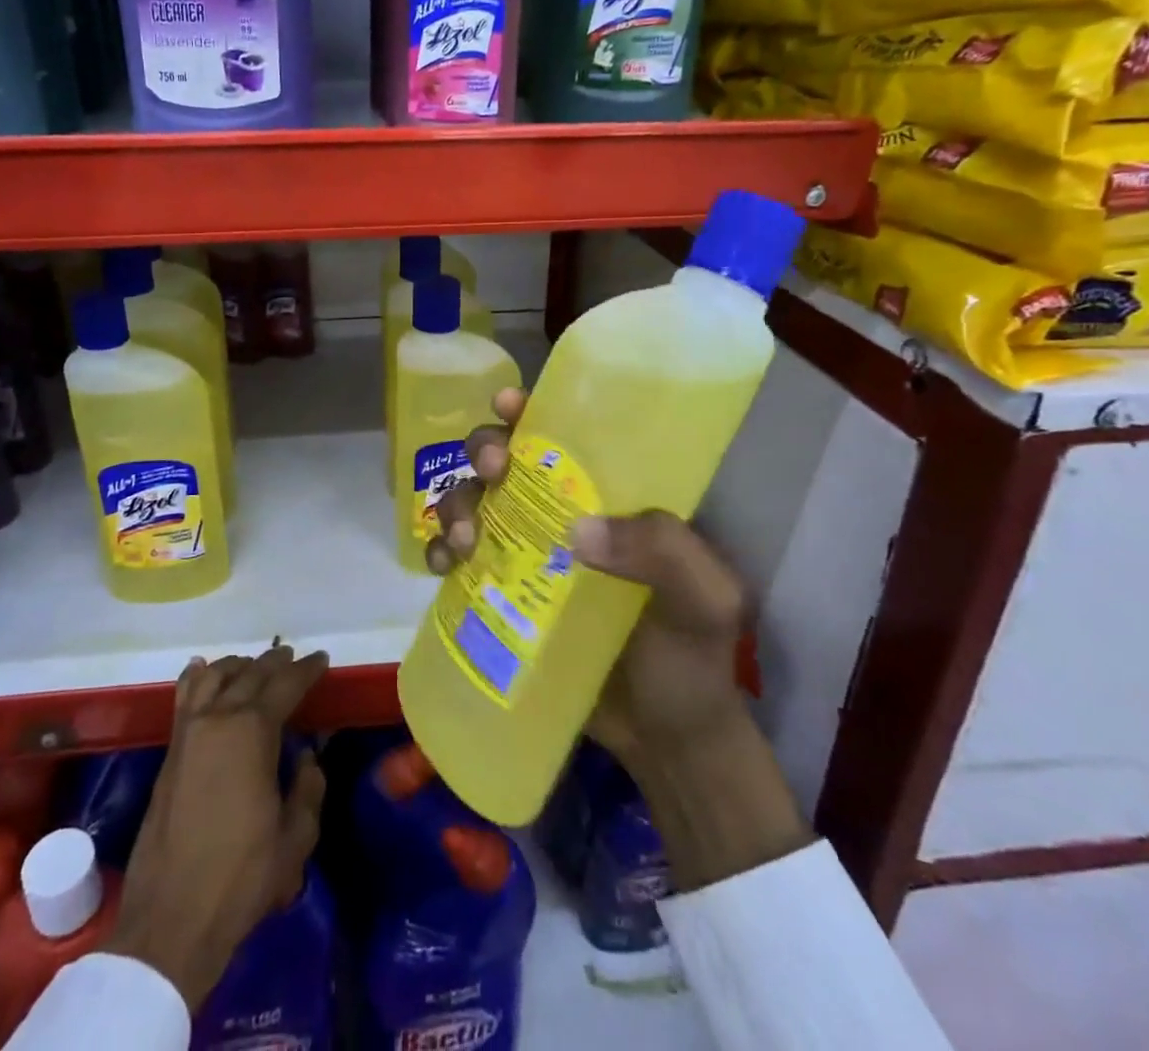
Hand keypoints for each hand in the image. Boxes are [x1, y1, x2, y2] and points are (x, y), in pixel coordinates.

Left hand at [106, 645, 329, 1010]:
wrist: (171, 919)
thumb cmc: (242, 877)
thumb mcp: (296, 837)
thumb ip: (308, 788)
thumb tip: (305, 757)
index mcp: (252, 732)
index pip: (285, 685)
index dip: (307, 670)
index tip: (321, 659)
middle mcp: (218, 719)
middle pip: (250, 674)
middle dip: (275, 662)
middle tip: (293, 657)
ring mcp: (188, 733)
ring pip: (214, 678)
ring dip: (238, 665)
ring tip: (254, 664)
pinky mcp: (169, 753)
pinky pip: (185, 698)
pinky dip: (197, 677)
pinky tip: (202, 670)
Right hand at [428, 390, 810, 888]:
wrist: (665, 741)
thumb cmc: (692, 659)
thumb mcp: (707, 600)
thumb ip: (666, 554)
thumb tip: (578, 534)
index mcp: (613, 497)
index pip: (570, 435)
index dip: (534, 411)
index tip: (509, 406)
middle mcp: (563, 512)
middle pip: (508, 459)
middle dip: (486, 452)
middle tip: (492, 474)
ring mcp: (528, 552)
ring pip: (474, 500)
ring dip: (456, 502)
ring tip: (465, 539)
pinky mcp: (501, 593)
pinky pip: (458, 557)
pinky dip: (440, 549)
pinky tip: (443, 565)